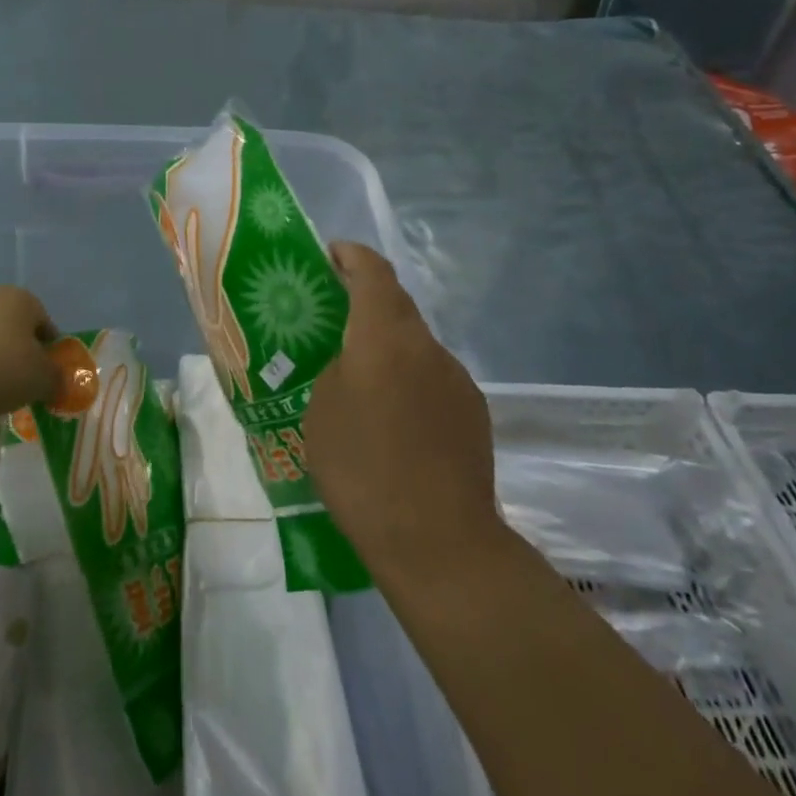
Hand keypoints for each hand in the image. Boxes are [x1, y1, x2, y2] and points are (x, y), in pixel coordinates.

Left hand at [0, 287, 62, 437]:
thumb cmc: (2, 372)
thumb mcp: (44, 379)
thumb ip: (58, 377)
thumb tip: (58, 381)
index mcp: (19, 297)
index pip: (44, 322)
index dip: (49, 349)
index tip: (47, 374)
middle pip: (13, 326)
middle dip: (19, 350)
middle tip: (22, 381)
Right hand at [306, 243, 500, 576]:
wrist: (438, 540)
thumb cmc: (363, 469)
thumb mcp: (321, 411)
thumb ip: (336, 370)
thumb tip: (354, 364)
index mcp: (385, 337)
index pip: (373, 272)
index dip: (351, 255)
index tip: (330, 255)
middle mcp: (427, 347)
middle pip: (396, 305)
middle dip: (365, 302)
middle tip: (333, 320)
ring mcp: (457, 379)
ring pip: (415, 345)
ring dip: (388, 348)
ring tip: (361, 383)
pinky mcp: (474, 411)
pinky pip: (433, 378)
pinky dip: (410, 381)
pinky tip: (395, 422)